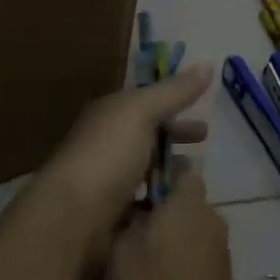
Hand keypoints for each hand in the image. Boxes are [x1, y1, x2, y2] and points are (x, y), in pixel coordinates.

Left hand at [38, 63, 211, 259]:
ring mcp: (107, 180)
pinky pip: (142, 203)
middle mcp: (106, 144)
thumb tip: (208, 64)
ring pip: (145, 171)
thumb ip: (174, 92)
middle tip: (203, 152)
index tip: (204, 122)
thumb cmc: (107, 155)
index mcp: (110, 115)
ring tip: (196, 183)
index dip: (176, 108)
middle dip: (175, 142)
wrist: (72, 215)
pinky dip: (160, 202)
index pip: (146, 105)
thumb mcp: (142, 112)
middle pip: (147, 138)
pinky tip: (178, 208)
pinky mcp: (111, 213)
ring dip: (170, 174)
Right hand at [109, 168, 245, 279]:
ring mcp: (219, 248)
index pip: (180, 167)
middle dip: (158, 208)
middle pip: (183, 200)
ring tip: (133, 255)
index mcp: (188, 201)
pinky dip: (177, 259)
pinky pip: (194, 253)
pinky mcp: (221, 276)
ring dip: (166, 236)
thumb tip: (134, 206)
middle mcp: (210, 217)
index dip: (157, 170)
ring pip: (188, 228)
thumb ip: (127, 221)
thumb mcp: (122, 252)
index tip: (132, 184)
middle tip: (123, 224)